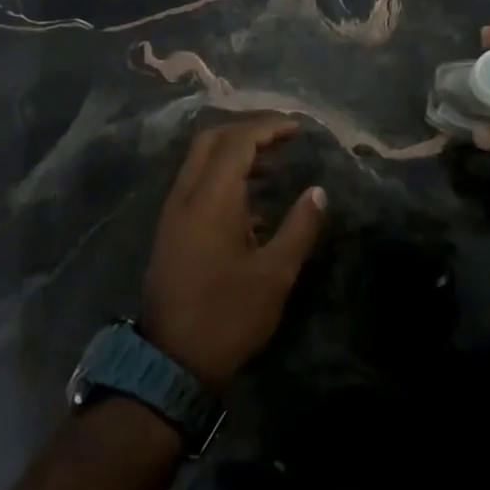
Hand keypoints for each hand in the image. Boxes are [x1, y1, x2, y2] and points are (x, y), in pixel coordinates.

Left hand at [142, 118, 326, 390]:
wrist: (172, 361)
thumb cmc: (228, 315)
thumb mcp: (275, 274)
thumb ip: (299, 227)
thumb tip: (318, 192)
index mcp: (211, 199)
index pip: (237, 142)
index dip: (268, 128)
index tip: (297, 129)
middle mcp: (186, 195)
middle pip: (211, 140)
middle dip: (247, 130)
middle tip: (281, 136)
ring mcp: (173, 212)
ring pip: (199, 161)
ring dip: (233, 152)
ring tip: (271, 164)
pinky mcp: (170, 230)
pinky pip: (195, 184)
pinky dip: (221, 175)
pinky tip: (249, 202)